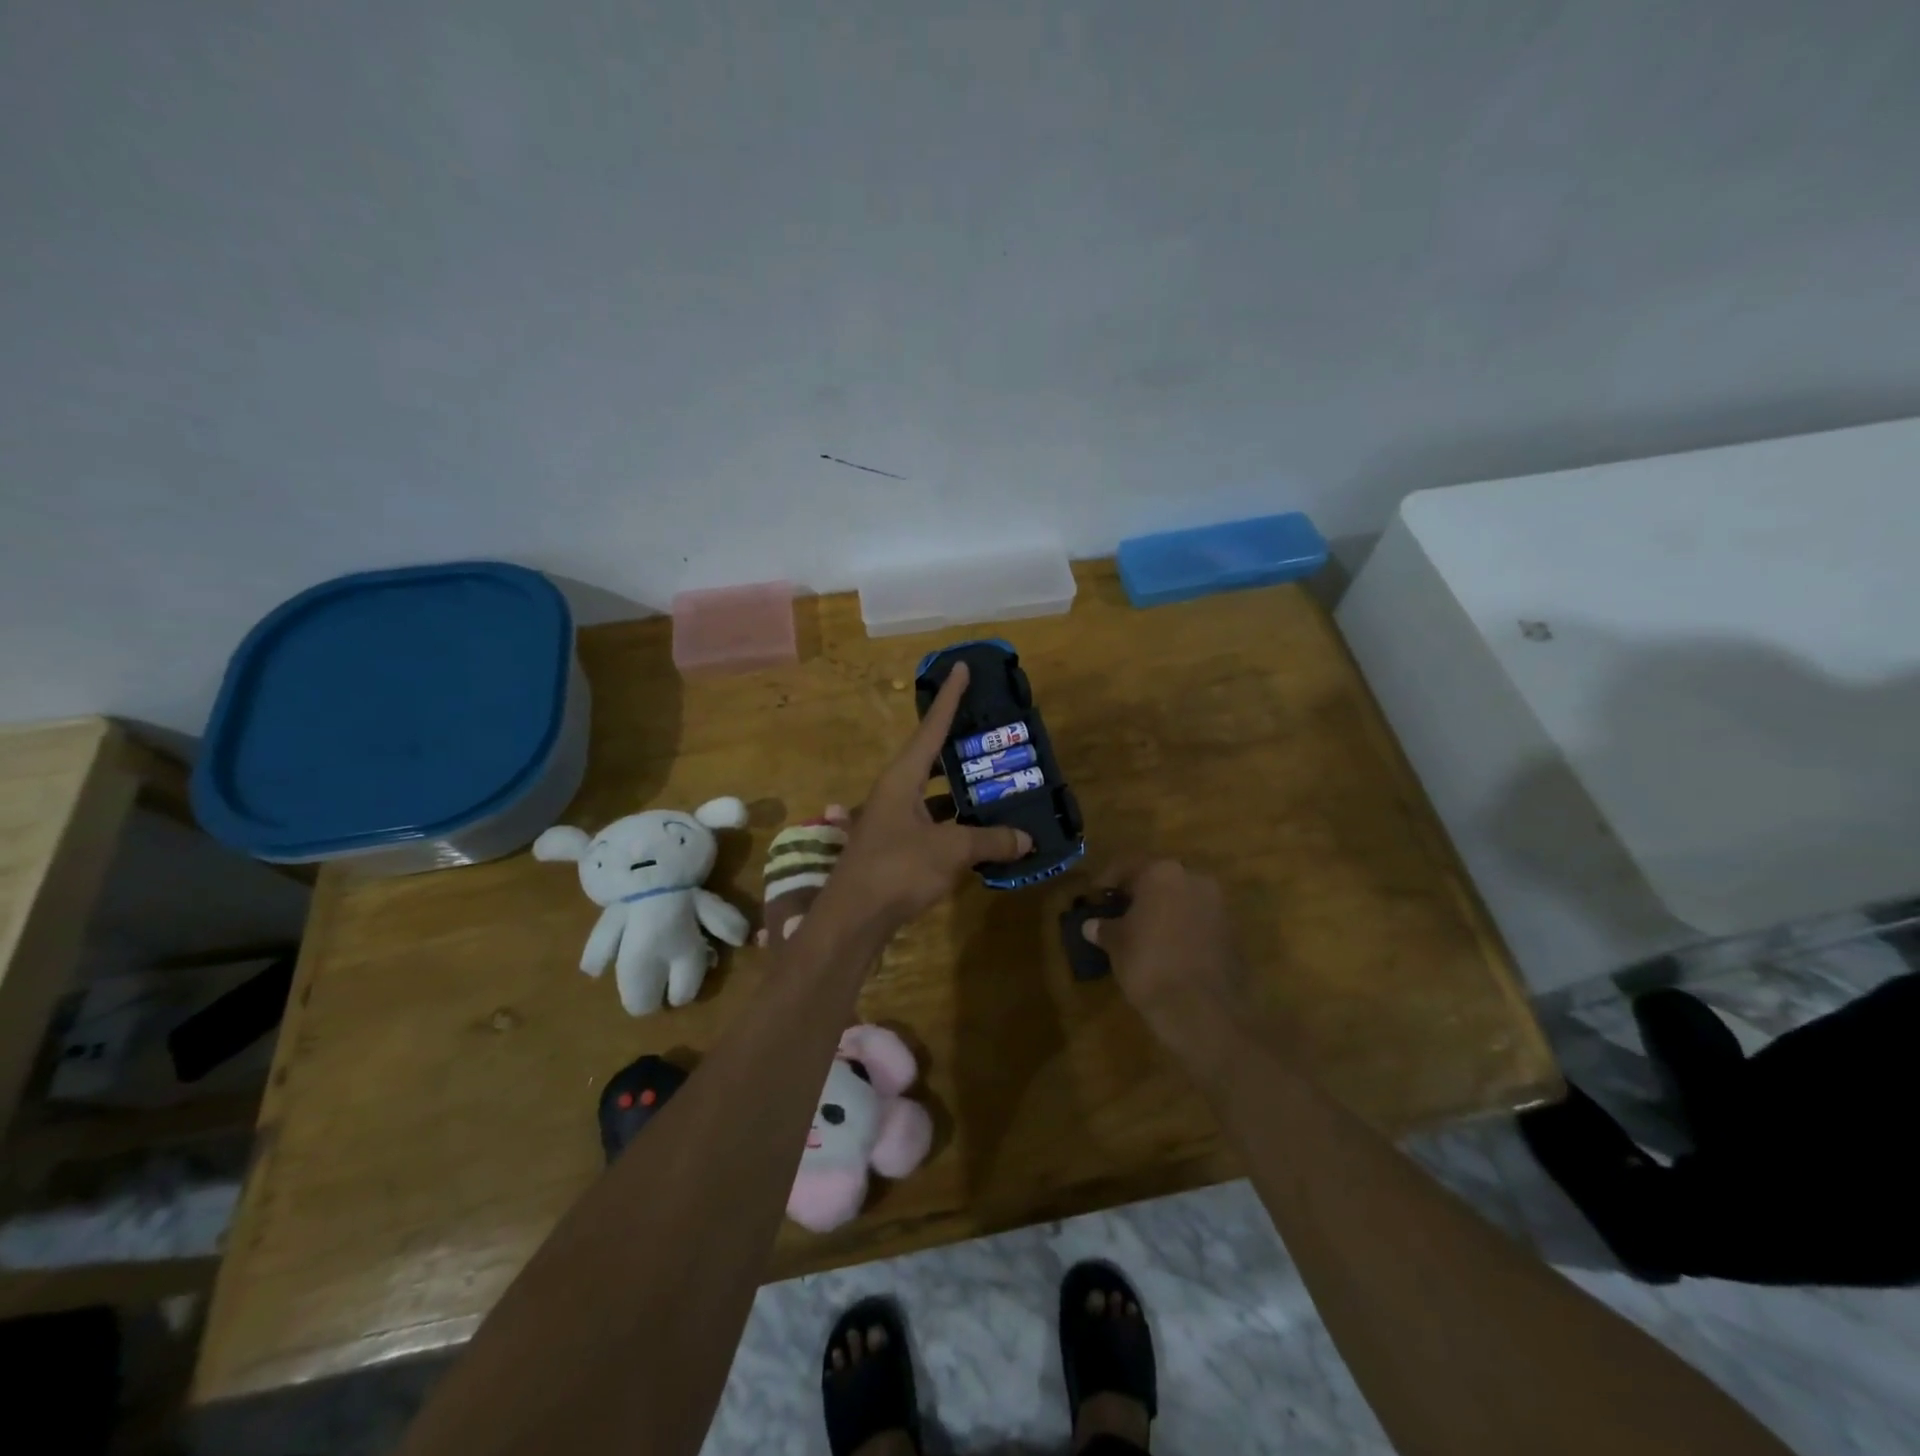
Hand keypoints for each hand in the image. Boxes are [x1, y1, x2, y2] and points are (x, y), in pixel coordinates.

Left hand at [815, 663, 1031, 931]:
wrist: (852, 919)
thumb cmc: (897, 871)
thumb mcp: (950, 852)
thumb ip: (989, 841)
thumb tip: (1027, 838)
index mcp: (902, 778)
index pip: (932, 728)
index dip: (950, 698)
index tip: (962, 667)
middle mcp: (894, 791)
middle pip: (931, 758)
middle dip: (960, 745)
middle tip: (991, 733)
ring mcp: (892, 820)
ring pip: (933, 794)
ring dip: (960, 789)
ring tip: (996, 782)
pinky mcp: (895, 846)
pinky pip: (931, 822)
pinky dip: (955, 822)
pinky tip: (979, 831)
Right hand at [1083, 860, 1243, 1042]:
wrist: (1203, 1009)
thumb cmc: (1149, 964)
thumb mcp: (1116, 944)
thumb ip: (1104, 928)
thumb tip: (1092, 925)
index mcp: (1162, 873)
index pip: (1127, 866)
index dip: (1107, 881)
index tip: (1095, 896)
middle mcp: (1194, 879)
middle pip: (1159, 879)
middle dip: (1139, 894)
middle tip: (1119, 911)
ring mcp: (1218, 905)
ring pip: (1182, 899)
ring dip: (1163, 910)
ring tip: (1143, 932)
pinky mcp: (1232, 932)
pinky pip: (1199, 921)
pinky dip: (1182, 928)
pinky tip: (1167, 948)